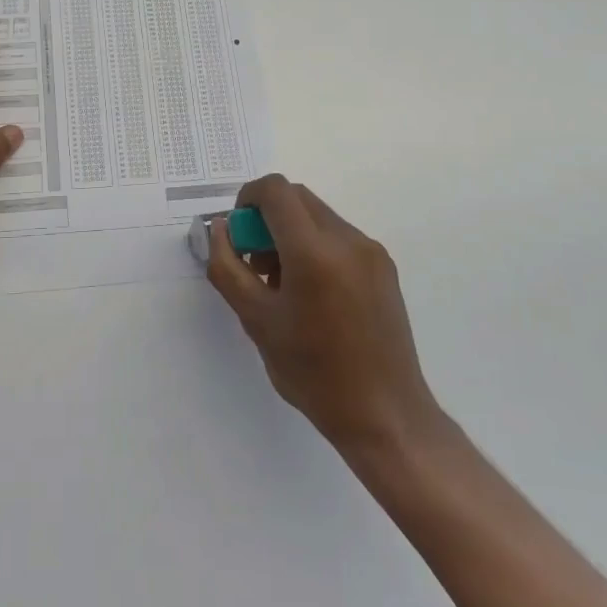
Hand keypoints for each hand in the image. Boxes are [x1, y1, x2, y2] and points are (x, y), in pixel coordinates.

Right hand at [205, 175, 444, 457]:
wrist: (385, 415)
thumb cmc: (313, 373)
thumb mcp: (256, 321)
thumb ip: (228, 268)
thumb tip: (220, 229)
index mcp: (314, 251)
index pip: (275, 190)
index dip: (247, 199)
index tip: (238, 235)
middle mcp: (347, 239)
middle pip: (296, 198)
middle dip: (267, 217)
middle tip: (255, 262)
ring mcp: (370, 251)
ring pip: (317, 215)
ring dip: (290, 232)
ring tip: (281, 284)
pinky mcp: (384, 266)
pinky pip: (338, 236)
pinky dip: (314, 246)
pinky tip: (311, 294)